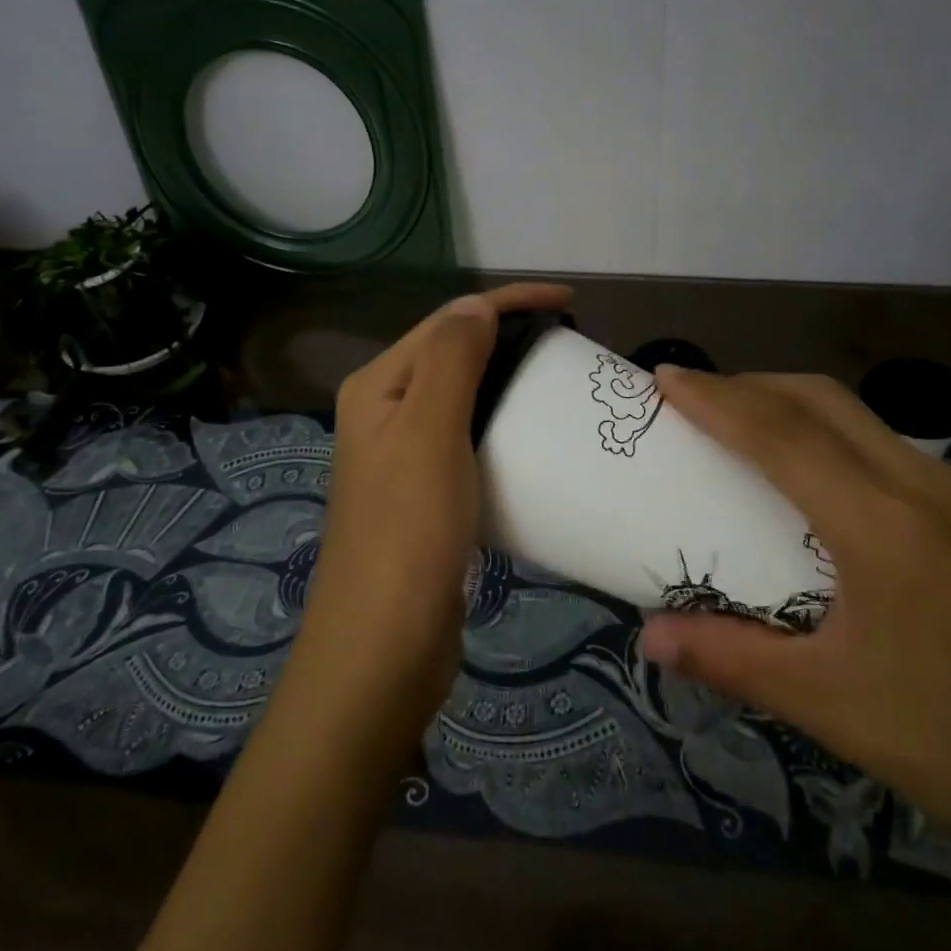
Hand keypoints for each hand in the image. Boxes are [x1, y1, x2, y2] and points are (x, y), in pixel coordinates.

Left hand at [286, 281, 573, 752]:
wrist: (383, 648)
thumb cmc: (407, 532)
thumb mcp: (429, 432)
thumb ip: (452, 360)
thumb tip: (478, 305)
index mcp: (379, 386)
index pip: (449, 321)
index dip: (508, 301)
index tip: (571, 302)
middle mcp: (385, 411)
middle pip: (455, 353)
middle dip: (510, 335)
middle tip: (571, 342)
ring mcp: (405, 455)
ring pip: (464, 396)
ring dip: (509, 379)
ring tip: (560, 381)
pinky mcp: (428, 493)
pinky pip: (471, 438)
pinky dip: (505, 425)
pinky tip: (535, 436)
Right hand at [638, 368, 950, 861]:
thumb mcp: (830, 705)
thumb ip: (731, 658)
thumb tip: (649, 637)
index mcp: (880, 523)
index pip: (780, 435)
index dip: (716, 399)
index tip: (665, 377)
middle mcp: (922, 485)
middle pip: (821, 400)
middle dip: (751, 384)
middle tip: (696, 397)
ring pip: (860, 417)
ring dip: (794, 405)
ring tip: (746, 427)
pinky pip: (888, 446)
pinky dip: (833, 434)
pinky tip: (821, 480)